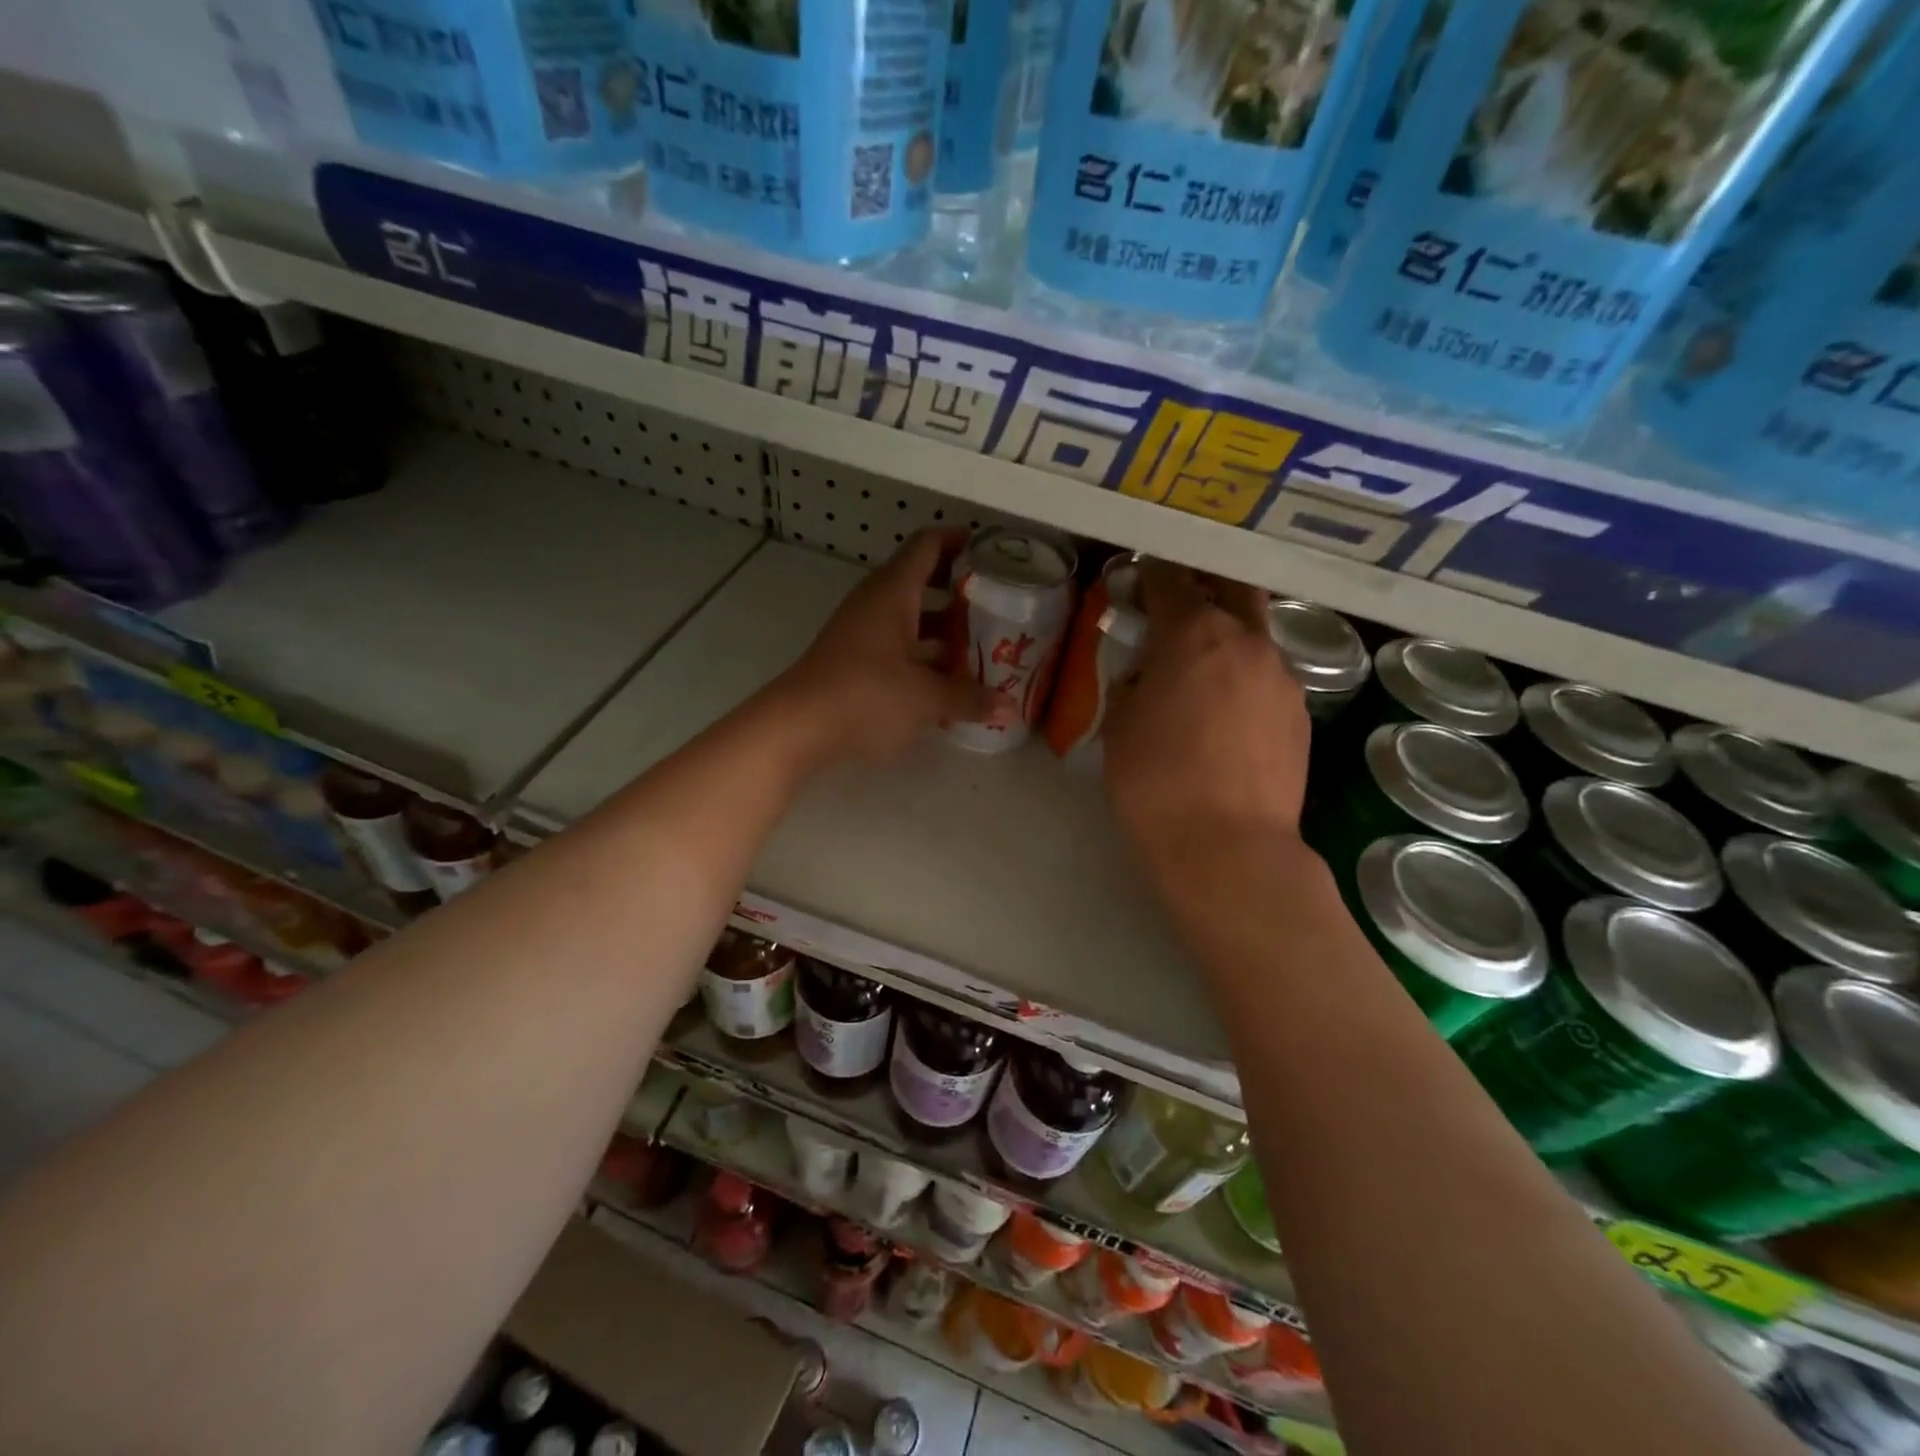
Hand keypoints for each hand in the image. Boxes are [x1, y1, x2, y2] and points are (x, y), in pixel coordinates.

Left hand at [776, 530, 1009, 765]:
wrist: (796, 728)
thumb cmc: (865, 696)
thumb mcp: (925, 698)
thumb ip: (967, 698)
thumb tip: (1007, 706)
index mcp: (892, 593)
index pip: (927, 546)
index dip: (958, 540)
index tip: (989, 548)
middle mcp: (875, 604)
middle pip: (920, 580)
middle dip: (958, 588)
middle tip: (996, 600)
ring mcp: (860, 633)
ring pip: (909, 617)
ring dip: (942, 626)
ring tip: (981, 642)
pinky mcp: (853, 661)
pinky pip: (896, 645)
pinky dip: (923, 654)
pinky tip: (947, 679)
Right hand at [1102, 561, 1311, 876]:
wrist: (1229, 848)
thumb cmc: (1156, 781)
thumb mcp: (1119, 726)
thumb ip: (1131, 683)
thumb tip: (1146, 674)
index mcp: (1194, 634)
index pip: (1171, 580)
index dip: (1150, 575)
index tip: (1137, 580)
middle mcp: (1247, 642)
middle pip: (1230, 589)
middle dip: (1203, 587)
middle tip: (1177, 606)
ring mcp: (1282, 677)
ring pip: (1254, 637)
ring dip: (1227, 639)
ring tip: (1201, 673)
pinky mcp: (1301, 715)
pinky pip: (1267, 679)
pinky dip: (1244, 680)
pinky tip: (1227, 717)